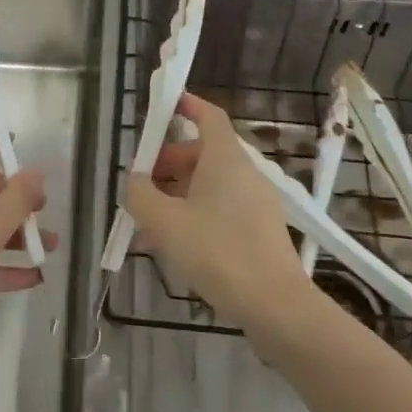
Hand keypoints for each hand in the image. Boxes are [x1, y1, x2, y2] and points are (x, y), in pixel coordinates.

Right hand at [124, 92, 313, 334]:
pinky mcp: (260, 229)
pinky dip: (195, 214)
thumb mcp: (164, 222)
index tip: (165, 106)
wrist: (276, 305)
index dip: (187, 106)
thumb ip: (140, 194)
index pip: (209, 116)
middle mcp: (244, 173)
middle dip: (168, 163)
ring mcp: (256, 202)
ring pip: (209, 185)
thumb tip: (135, 180)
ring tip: (149, 225)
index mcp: (225, 159)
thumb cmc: (217, 252)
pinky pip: (221, 209)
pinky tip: (174, 246)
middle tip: (142, 186)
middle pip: (202, 153)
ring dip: (177, 195)